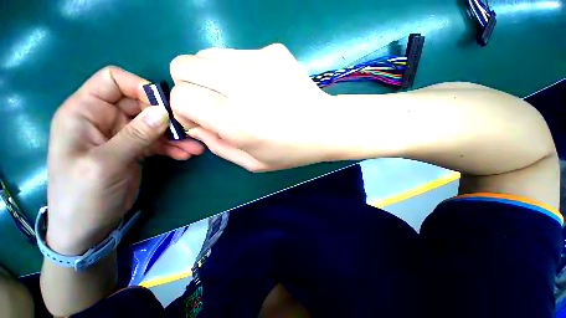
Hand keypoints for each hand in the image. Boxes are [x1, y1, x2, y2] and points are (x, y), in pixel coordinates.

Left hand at [47, 66, 203, 254]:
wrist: (87, 229)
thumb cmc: (83, 196)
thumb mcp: (106, 163)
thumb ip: (135, 135)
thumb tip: (163, 112)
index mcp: (84, 112)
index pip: (113, 80)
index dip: (139, 87)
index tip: (165, 106)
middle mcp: (103, 119)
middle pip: (139, 104)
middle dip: (165, 116)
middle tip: (188, 131)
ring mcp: (120, 136)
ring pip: (153, 125)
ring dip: (175, 135)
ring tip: (195, 147)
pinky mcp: (134, 150)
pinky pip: (157, 142)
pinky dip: (172, 147)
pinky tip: (186, 155)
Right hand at [169, 44, 342, 171]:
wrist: (326, 127)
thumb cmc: (292, 151)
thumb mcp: (253, 162)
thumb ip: (218, 146)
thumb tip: (196, 126)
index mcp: (235, 121)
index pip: (180, 96)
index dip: (183, 108)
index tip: (200, 117)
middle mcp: (242, 86)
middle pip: (184, 65)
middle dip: (189, 85)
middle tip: (212, 102)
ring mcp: (260, 62)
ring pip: (207, 54)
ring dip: (211, 76)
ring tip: (236, 94)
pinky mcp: (274, 52)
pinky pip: (237, 54)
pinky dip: (236, 70)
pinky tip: (258, 86)